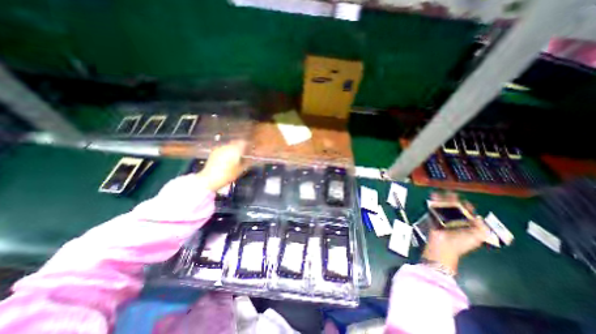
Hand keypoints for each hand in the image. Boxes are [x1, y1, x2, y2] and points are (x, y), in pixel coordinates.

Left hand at [197, 141, 247, 191]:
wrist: (210, 178)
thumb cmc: (228, 174)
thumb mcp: (241, 169)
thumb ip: (247, 161)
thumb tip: (251, 157)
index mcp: (236, 149)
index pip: (245, 142)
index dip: (249, 145)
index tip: (251, 149)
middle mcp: (228, 146)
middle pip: (237, 142)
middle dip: (241, 146)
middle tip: (245, 152)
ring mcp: (220, 148)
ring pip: (230, 145)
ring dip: (234, 148)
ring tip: (236, 155)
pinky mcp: (214, 151)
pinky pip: (224, 148)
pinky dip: (228, 151)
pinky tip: (228, 157)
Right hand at [420, 193, 485, 273]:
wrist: (443, 246)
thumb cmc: (460, 243)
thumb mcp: (477, 237)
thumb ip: (481, 227)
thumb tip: (478, 217)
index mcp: (467, 225)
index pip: (468, 213)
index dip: (467, 207)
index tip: (465, 201)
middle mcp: (455, 220)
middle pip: (455, 208)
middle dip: (453, 200)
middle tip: (451, 194)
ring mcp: (444, 219)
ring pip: (444, 206)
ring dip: (442, 199)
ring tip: (441, 193)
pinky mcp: (434, 218)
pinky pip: (434, 208)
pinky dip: (433, 202)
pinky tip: (433, 196)